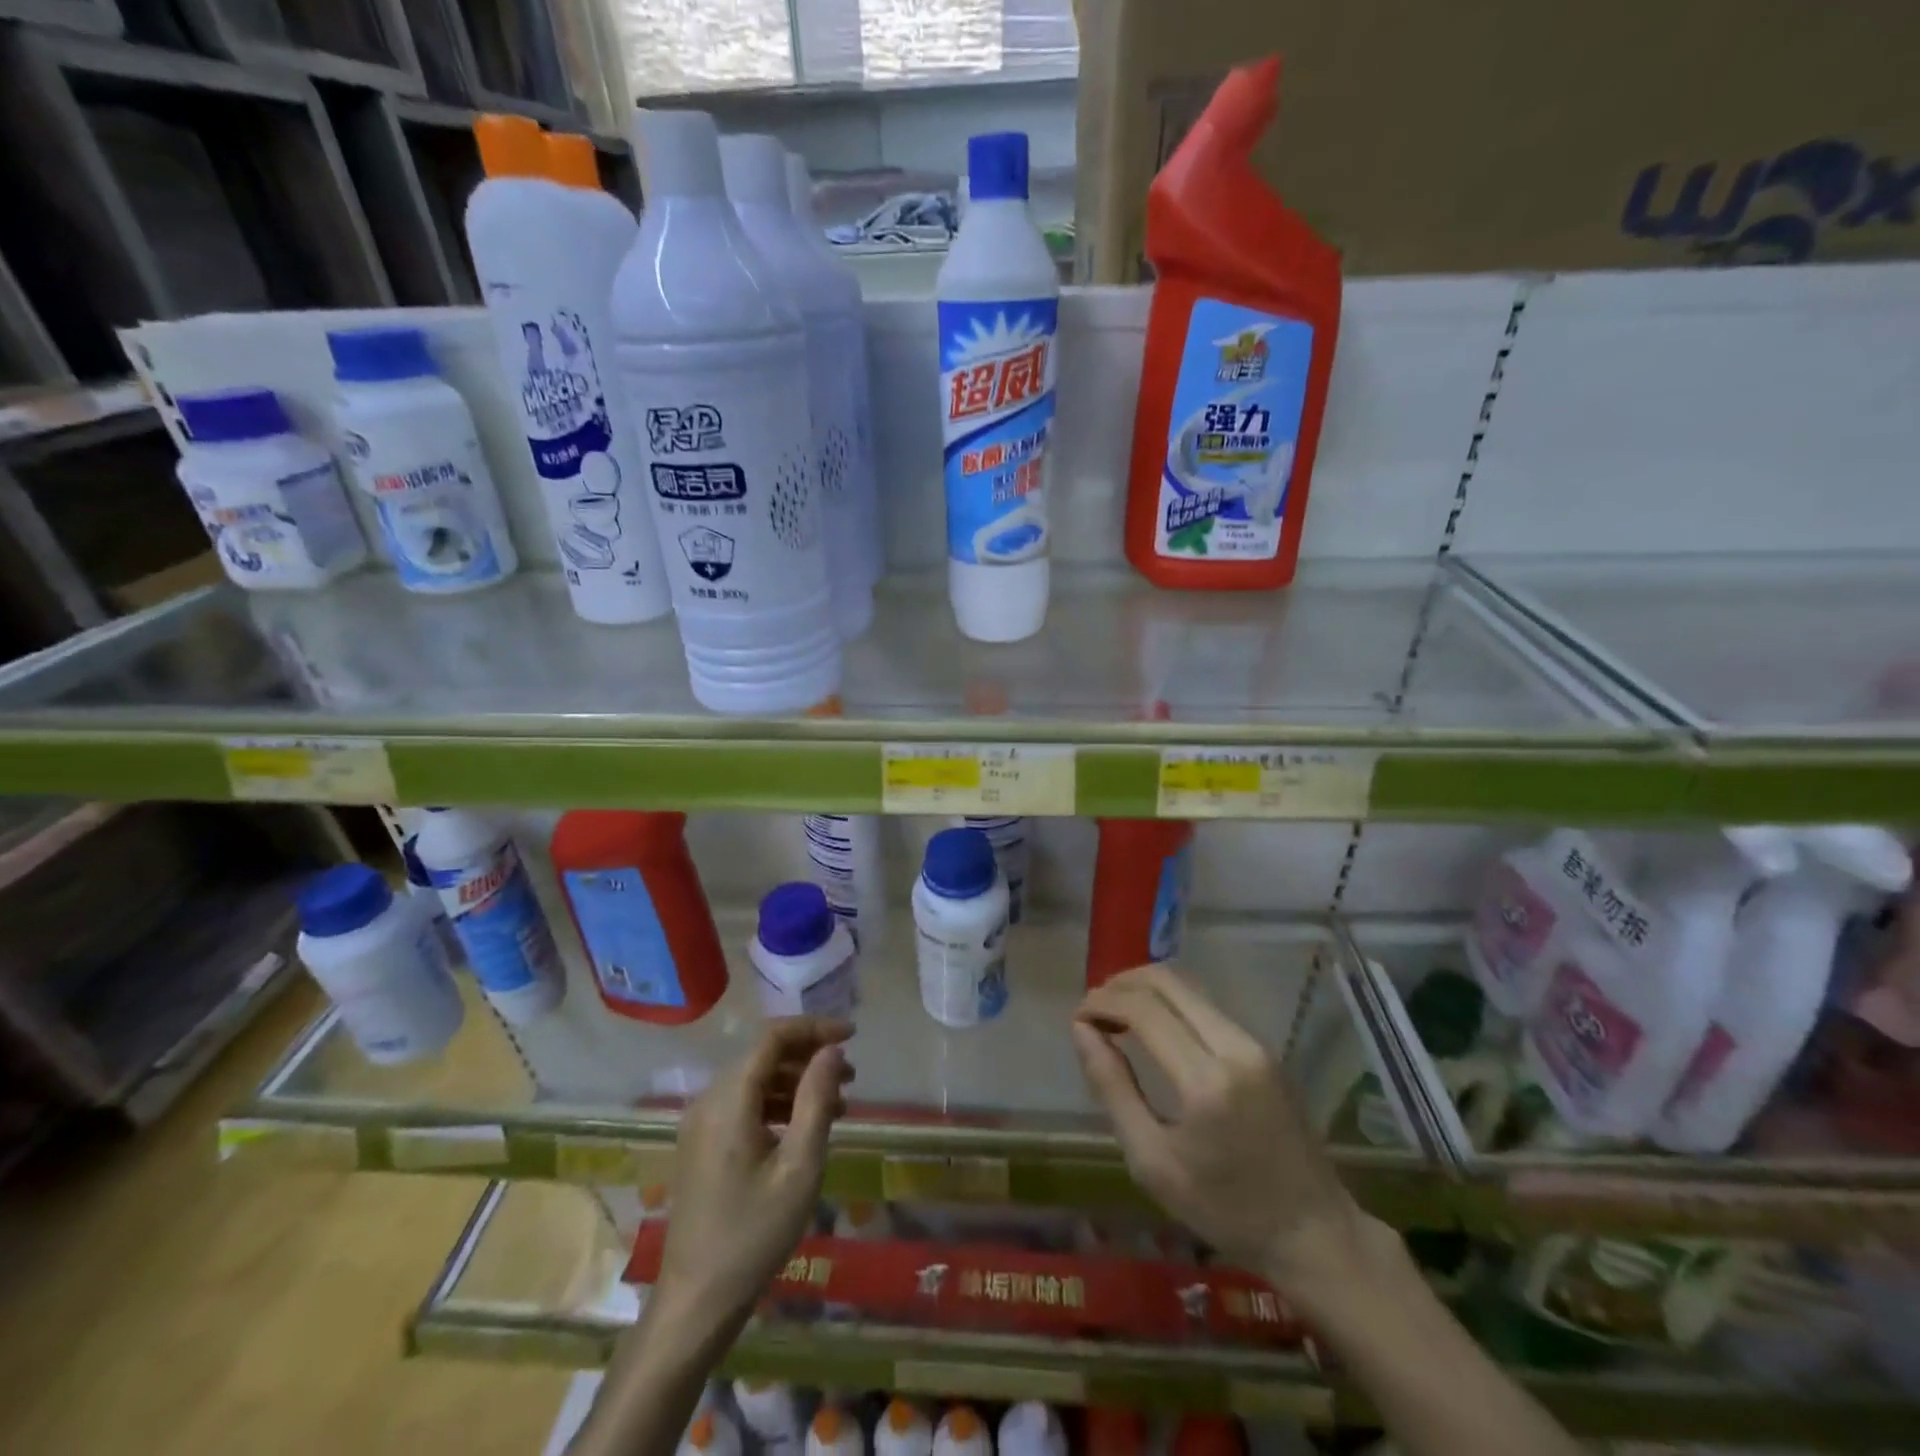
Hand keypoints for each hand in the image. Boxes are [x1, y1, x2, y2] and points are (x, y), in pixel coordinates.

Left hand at [656, 1018, 853, 1328]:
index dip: (815, 1029)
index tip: (853, 1034)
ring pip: (756, 1080)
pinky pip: (744, 1105)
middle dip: (810, 1057)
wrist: (696, 1302)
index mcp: (729, 1099)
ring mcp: (701, 1123)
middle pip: (765, 1056)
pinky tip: (806, 1127)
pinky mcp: (702, 1144)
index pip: (774, 1037)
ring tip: (839, 1104)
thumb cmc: (754, 1234)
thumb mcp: (799, 1166)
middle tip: (852, 1076)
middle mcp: (709, 1100)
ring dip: (798, 1082)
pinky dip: (779, 1104)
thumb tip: (832, 1050)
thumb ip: (817, 1099)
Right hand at [1072, 963, 1368, 1297]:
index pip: (1143, 1010)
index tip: (1077, 1017)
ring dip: (1146, 990)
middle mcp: (1235, 1046)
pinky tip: (1152, 1027)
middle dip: (1121, 984)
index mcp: (1207, 1081)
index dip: (1102, 1002)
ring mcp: (1256, 1042)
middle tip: (1093, 1009)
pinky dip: (1171, 1003)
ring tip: (1116, 1015)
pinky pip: (1207, 1006)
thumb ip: (1113, 1088)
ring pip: (1189, 987)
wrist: (1314, 1233)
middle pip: (1167, 982)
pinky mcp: (1265, 1047)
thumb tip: (1082, 1030)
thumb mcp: (1153, 1161)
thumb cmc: (1225, 1210)